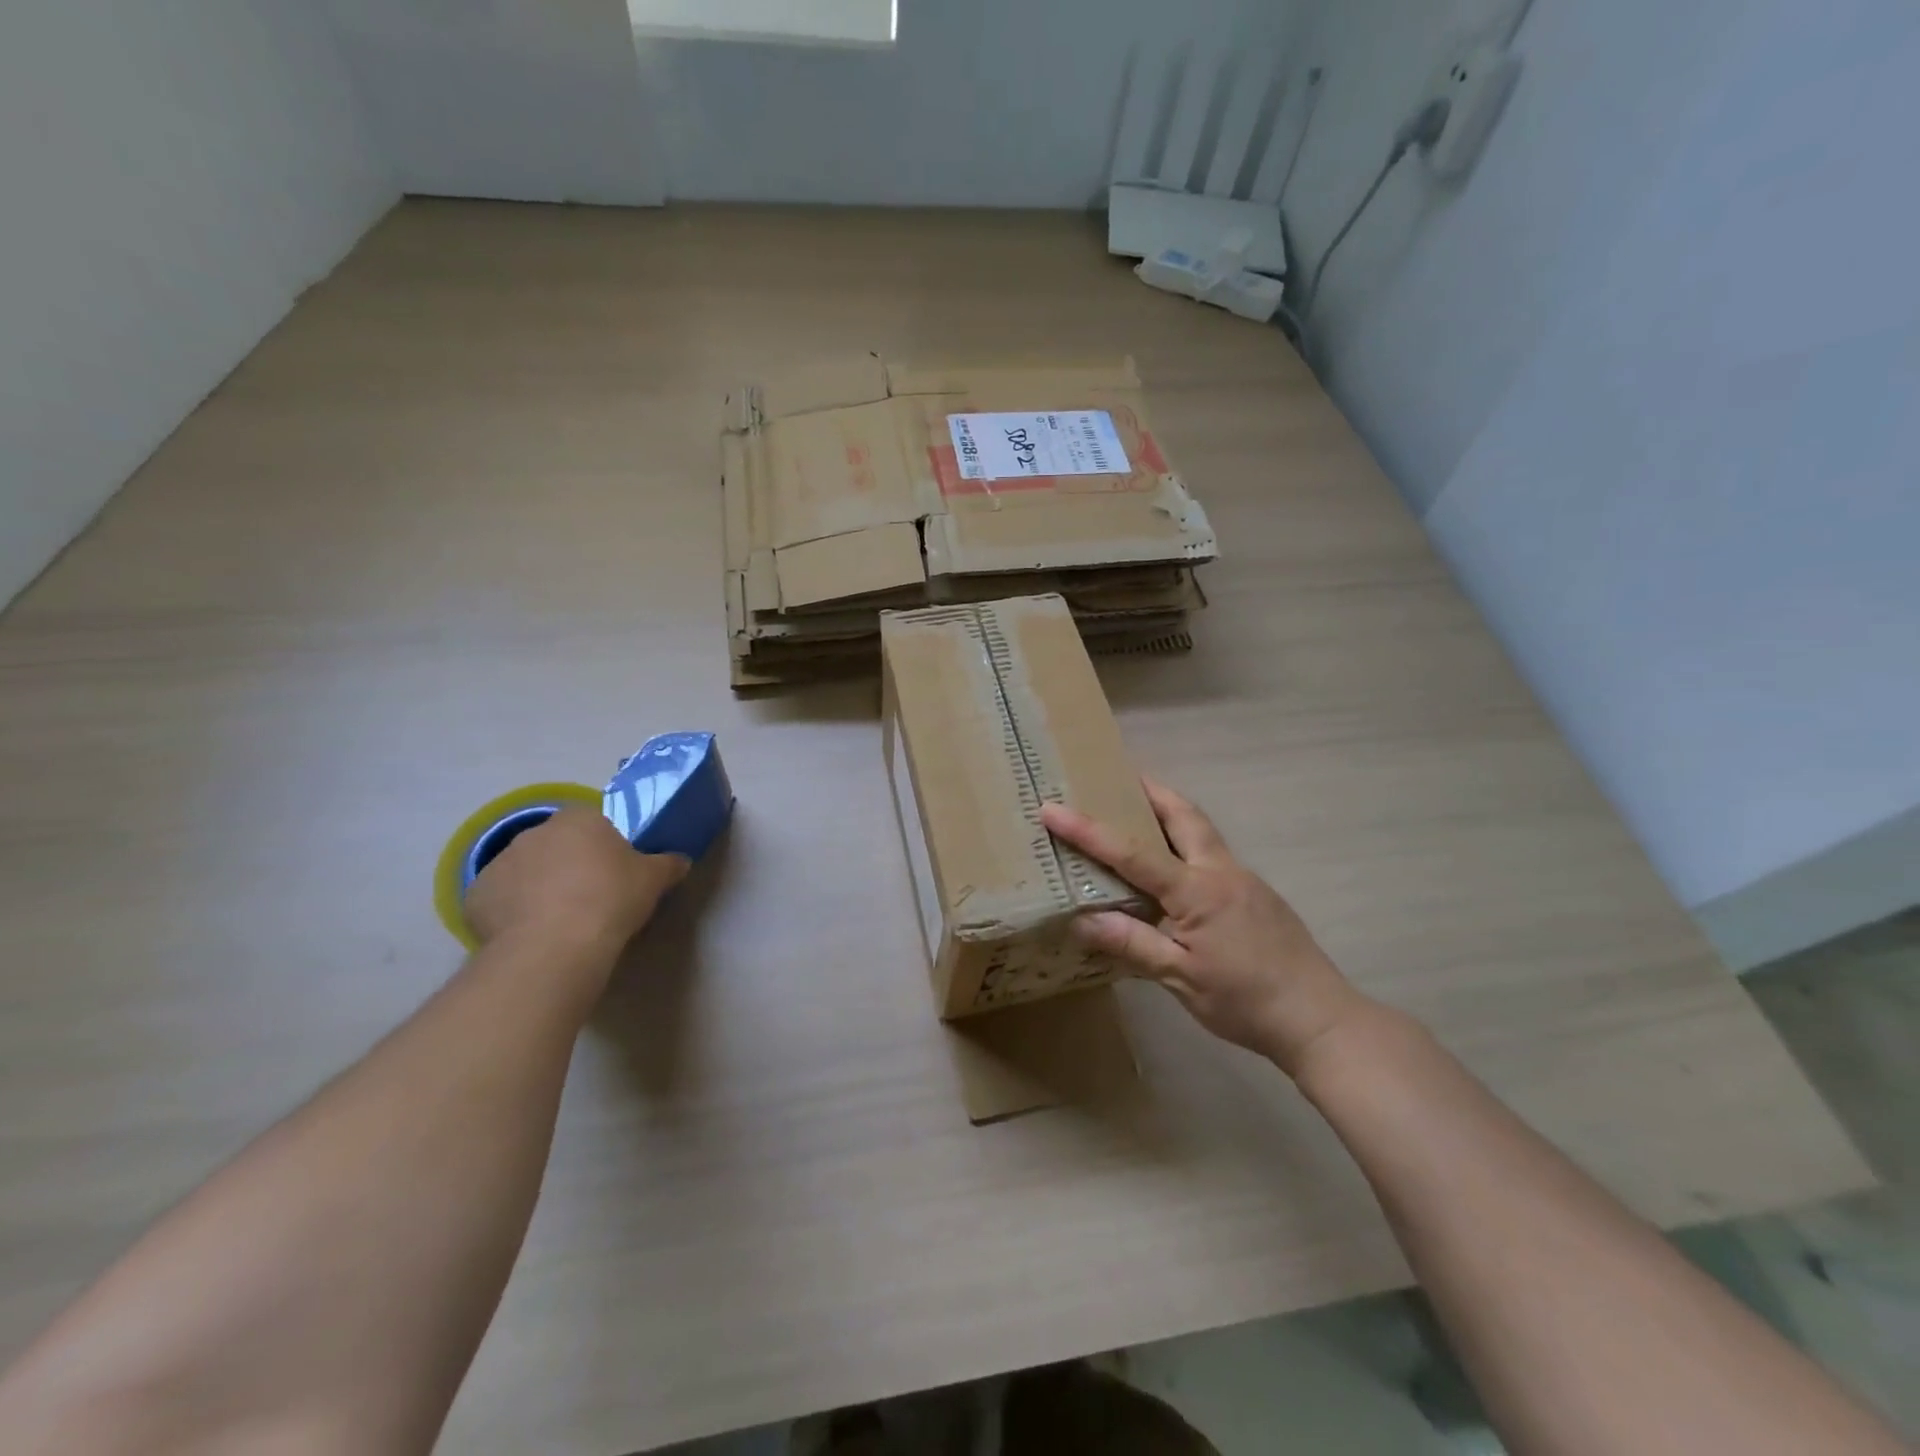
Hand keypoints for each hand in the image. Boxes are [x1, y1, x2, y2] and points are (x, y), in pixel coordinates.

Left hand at [463, 805, 687, 957]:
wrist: (556, 945)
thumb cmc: (612, 898)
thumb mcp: (654, 879)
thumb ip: (668, 864)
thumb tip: (680, 861)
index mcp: (579, 819)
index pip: (592, 823)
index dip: (603, 847)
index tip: (613, 873)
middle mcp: (535, 832)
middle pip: (555, 845)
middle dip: (568, 865)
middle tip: (589, 896)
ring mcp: (500, 863)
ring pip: (525, 872)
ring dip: (538, 888)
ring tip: (558, 921)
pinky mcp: (475, 897)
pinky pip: (500, 900)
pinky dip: (512, 913)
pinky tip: (531, 934)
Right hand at [1040, 779, 1369, 1075]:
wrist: (1319, 1018)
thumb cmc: (1244, 1000)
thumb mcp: (1181, 978)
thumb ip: (1132, 943)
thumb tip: (1081, 919)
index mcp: (1196, 890)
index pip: (1131, 852)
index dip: (1088, 830)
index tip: (1052, 807)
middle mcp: (1220, 871)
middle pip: (1184, 814)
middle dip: (1149, 790)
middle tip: (1118, 777)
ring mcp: (1243, 880)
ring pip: (1202, 831)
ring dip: (1171, 811)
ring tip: (1140, 810)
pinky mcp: (1256, 895)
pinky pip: (1213, 854)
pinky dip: (1186, 843)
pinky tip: (1175, 868)